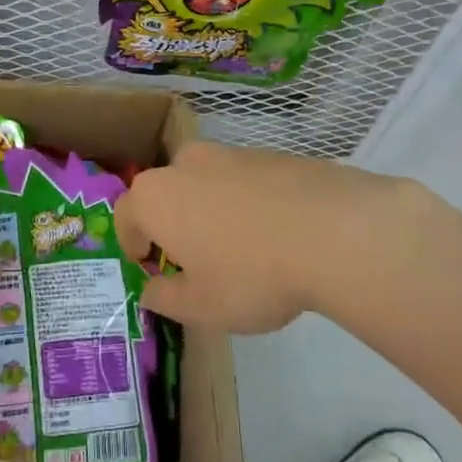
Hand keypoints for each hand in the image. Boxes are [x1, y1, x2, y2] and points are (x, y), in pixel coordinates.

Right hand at [114, 142, 412, 332]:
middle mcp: (185, 164)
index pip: (125, 216)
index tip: (150, 268)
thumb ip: (165, 298)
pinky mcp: (270, 154)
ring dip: (209, 211)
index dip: (132, 245)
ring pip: (205, 184)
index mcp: (156, 197)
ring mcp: (230, 154)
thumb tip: (152, 289)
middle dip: (171, 224)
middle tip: (194, 261)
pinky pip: (243, 182)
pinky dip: (246, 203)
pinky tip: (275, 234)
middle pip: (165, 194)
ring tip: (241, 250)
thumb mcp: (201, 306)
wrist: (335, 232)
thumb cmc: (252, 274)